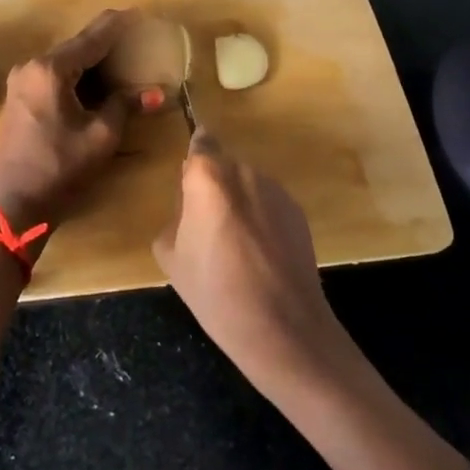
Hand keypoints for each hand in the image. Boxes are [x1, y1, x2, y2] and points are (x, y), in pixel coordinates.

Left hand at [0, 9, 146, 251]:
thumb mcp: (100, 137)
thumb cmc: (59, 169)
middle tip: (136, 40)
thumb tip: (157, 92)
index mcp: (51, 69)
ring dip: (92, 61)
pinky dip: (76, 74)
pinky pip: (53, 74)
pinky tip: (96, 82)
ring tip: (122, 60)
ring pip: (64, 60)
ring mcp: (21, 81)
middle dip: (107, 43)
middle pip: (76, 45)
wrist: (12, 205)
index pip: (93, 37)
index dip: (119, 25)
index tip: (140, 14)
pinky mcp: (18, 97)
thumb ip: (126, 106)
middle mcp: (31, 66)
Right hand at [153, 129, 346, 395]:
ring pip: (248, 185)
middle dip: (214, 186)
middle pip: (223, 165)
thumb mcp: (170, 255)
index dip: (194, 157)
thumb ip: (176, 217)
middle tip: (206, 225)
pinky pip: (269, 204)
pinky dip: (261, 218)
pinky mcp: (299, 212)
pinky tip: (260, 255)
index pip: (200, 142)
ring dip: (239, 202)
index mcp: (208, 177)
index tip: (188, 181)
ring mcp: (276, 191)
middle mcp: (244, 172)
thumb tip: (190, 212)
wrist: (282, 326)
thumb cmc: (215, 291)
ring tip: (235, 245)